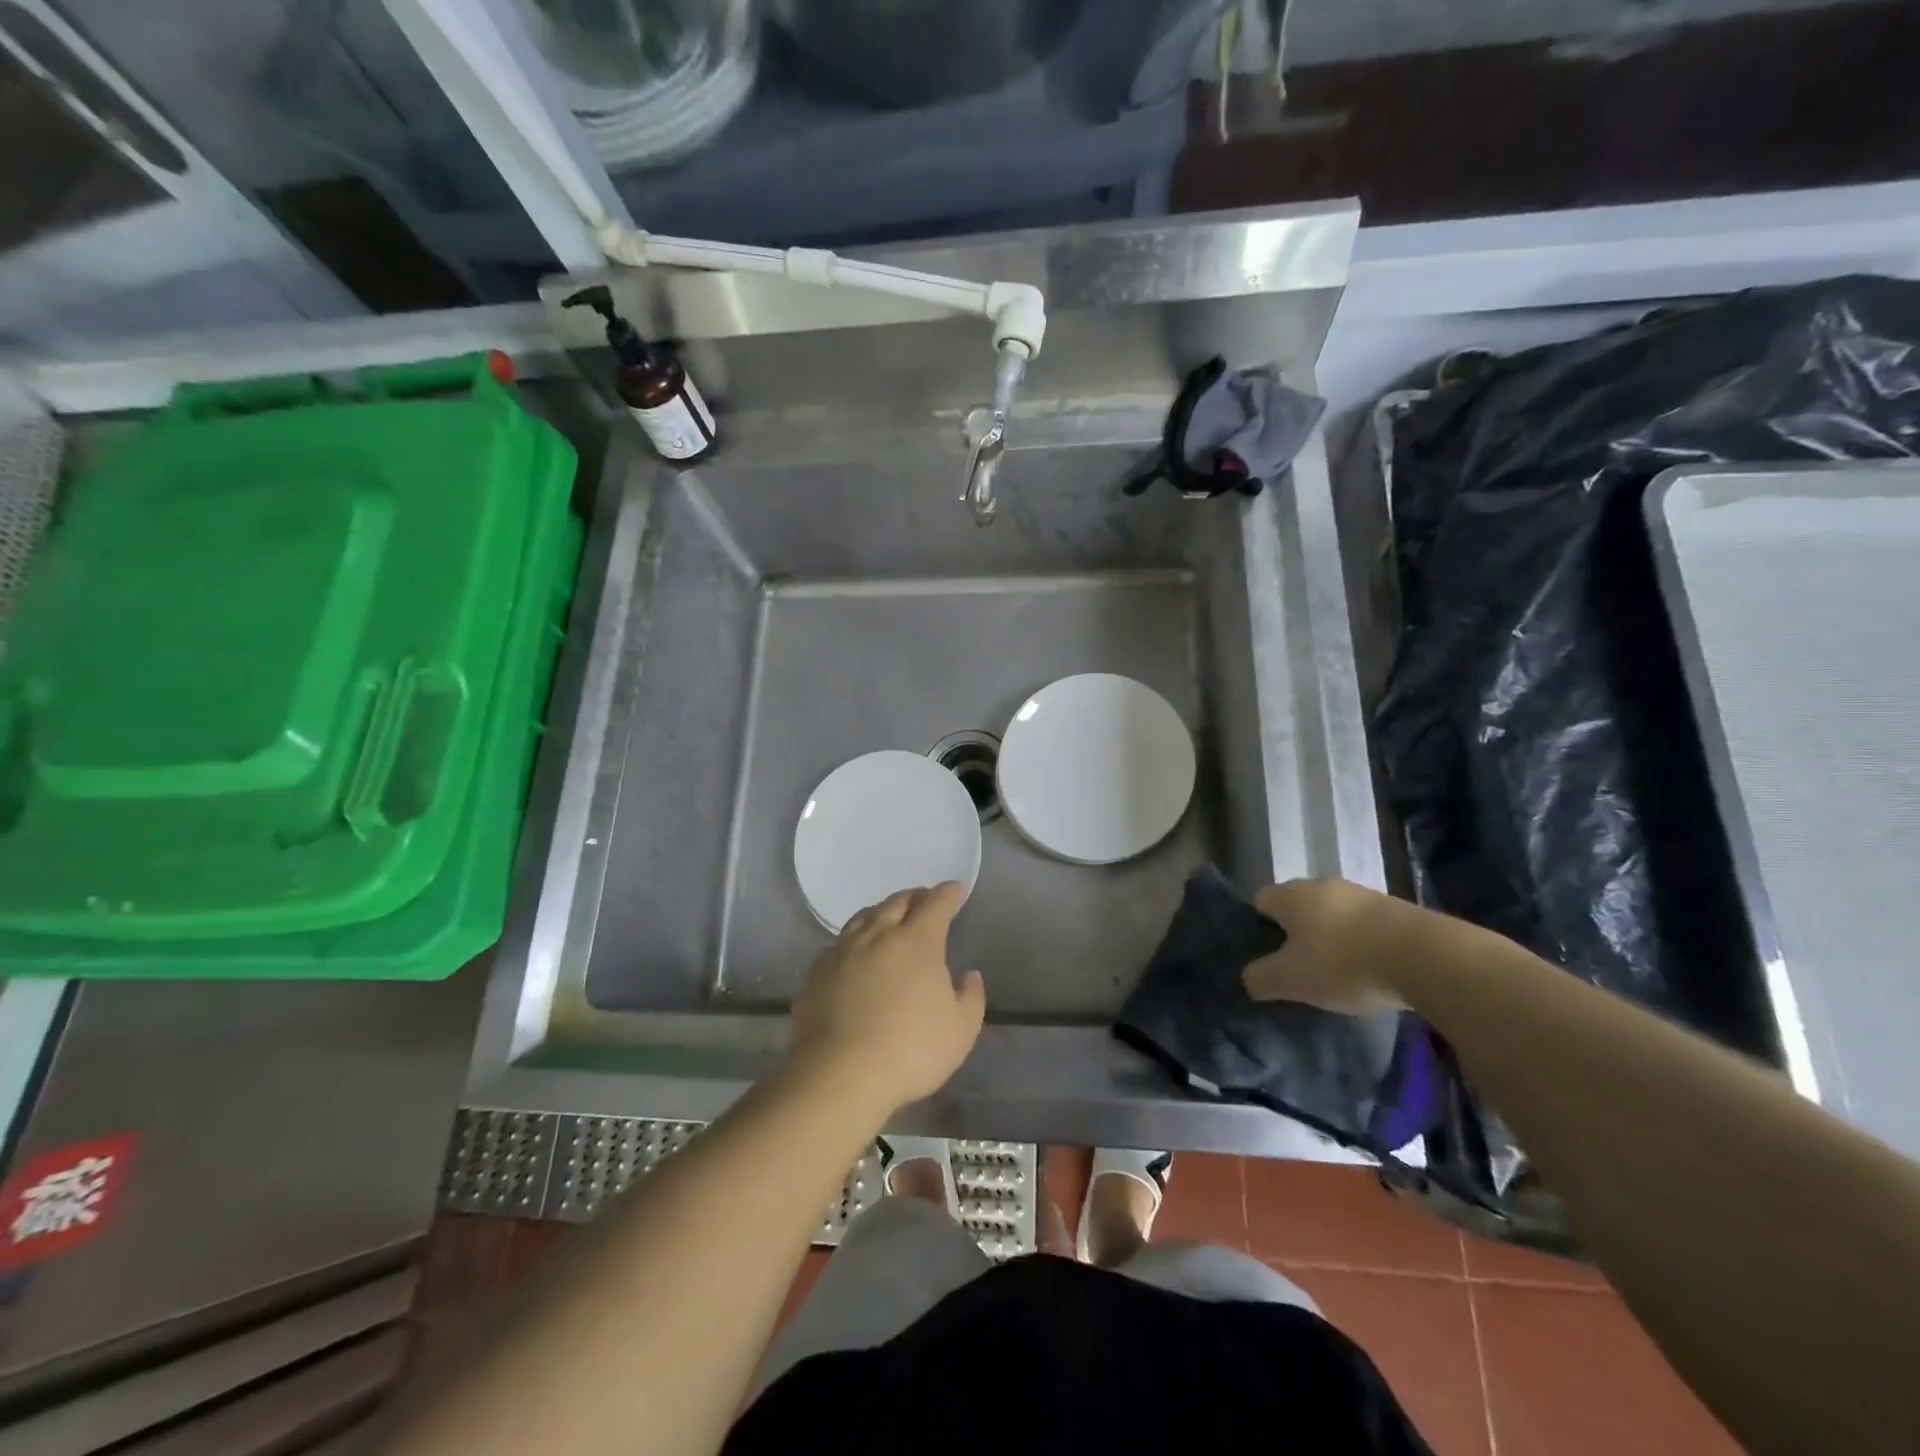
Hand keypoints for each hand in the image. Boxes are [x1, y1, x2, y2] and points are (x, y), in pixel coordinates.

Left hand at [787, 882, 985, 1116]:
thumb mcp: (960, 1031)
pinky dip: (855, 939)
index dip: (948, 893)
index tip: (955, 889)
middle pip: (898, 902)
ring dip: (882, 912)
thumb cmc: (910, 1050)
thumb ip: (970, 998)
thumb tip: (969, 976)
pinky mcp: (817, 971)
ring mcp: (843, 950)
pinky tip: (855, 953)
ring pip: (865, 917)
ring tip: (888, 918)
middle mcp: (879, 934)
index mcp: (918, 941)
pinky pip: (839, 943)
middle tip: (923, 900)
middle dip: (915, 897)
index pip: (936, 903)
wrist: (839, 1074)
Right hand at [1242, 878, 1435, 1015]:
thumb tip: (1249, 977)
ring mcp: (1363, 894)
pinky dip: (1363, 944)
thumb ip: (1260, 978)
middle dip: (1296, 933)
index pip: (1260, 901)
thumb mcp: (1290, 980)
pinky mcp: (1397, 909)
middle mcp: (1322, 885)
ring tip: (1339, 974)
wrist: (1426, 957)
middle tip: (1300, 968)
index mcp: (1290, 894)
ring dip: (1333, 938)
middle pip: (1298, 907)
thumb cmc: (1343, 963)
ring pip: (1334, 915)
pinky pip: (1366, 925)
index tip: (1267, 957)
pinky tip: (1371, 970)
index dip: (1259, 927)